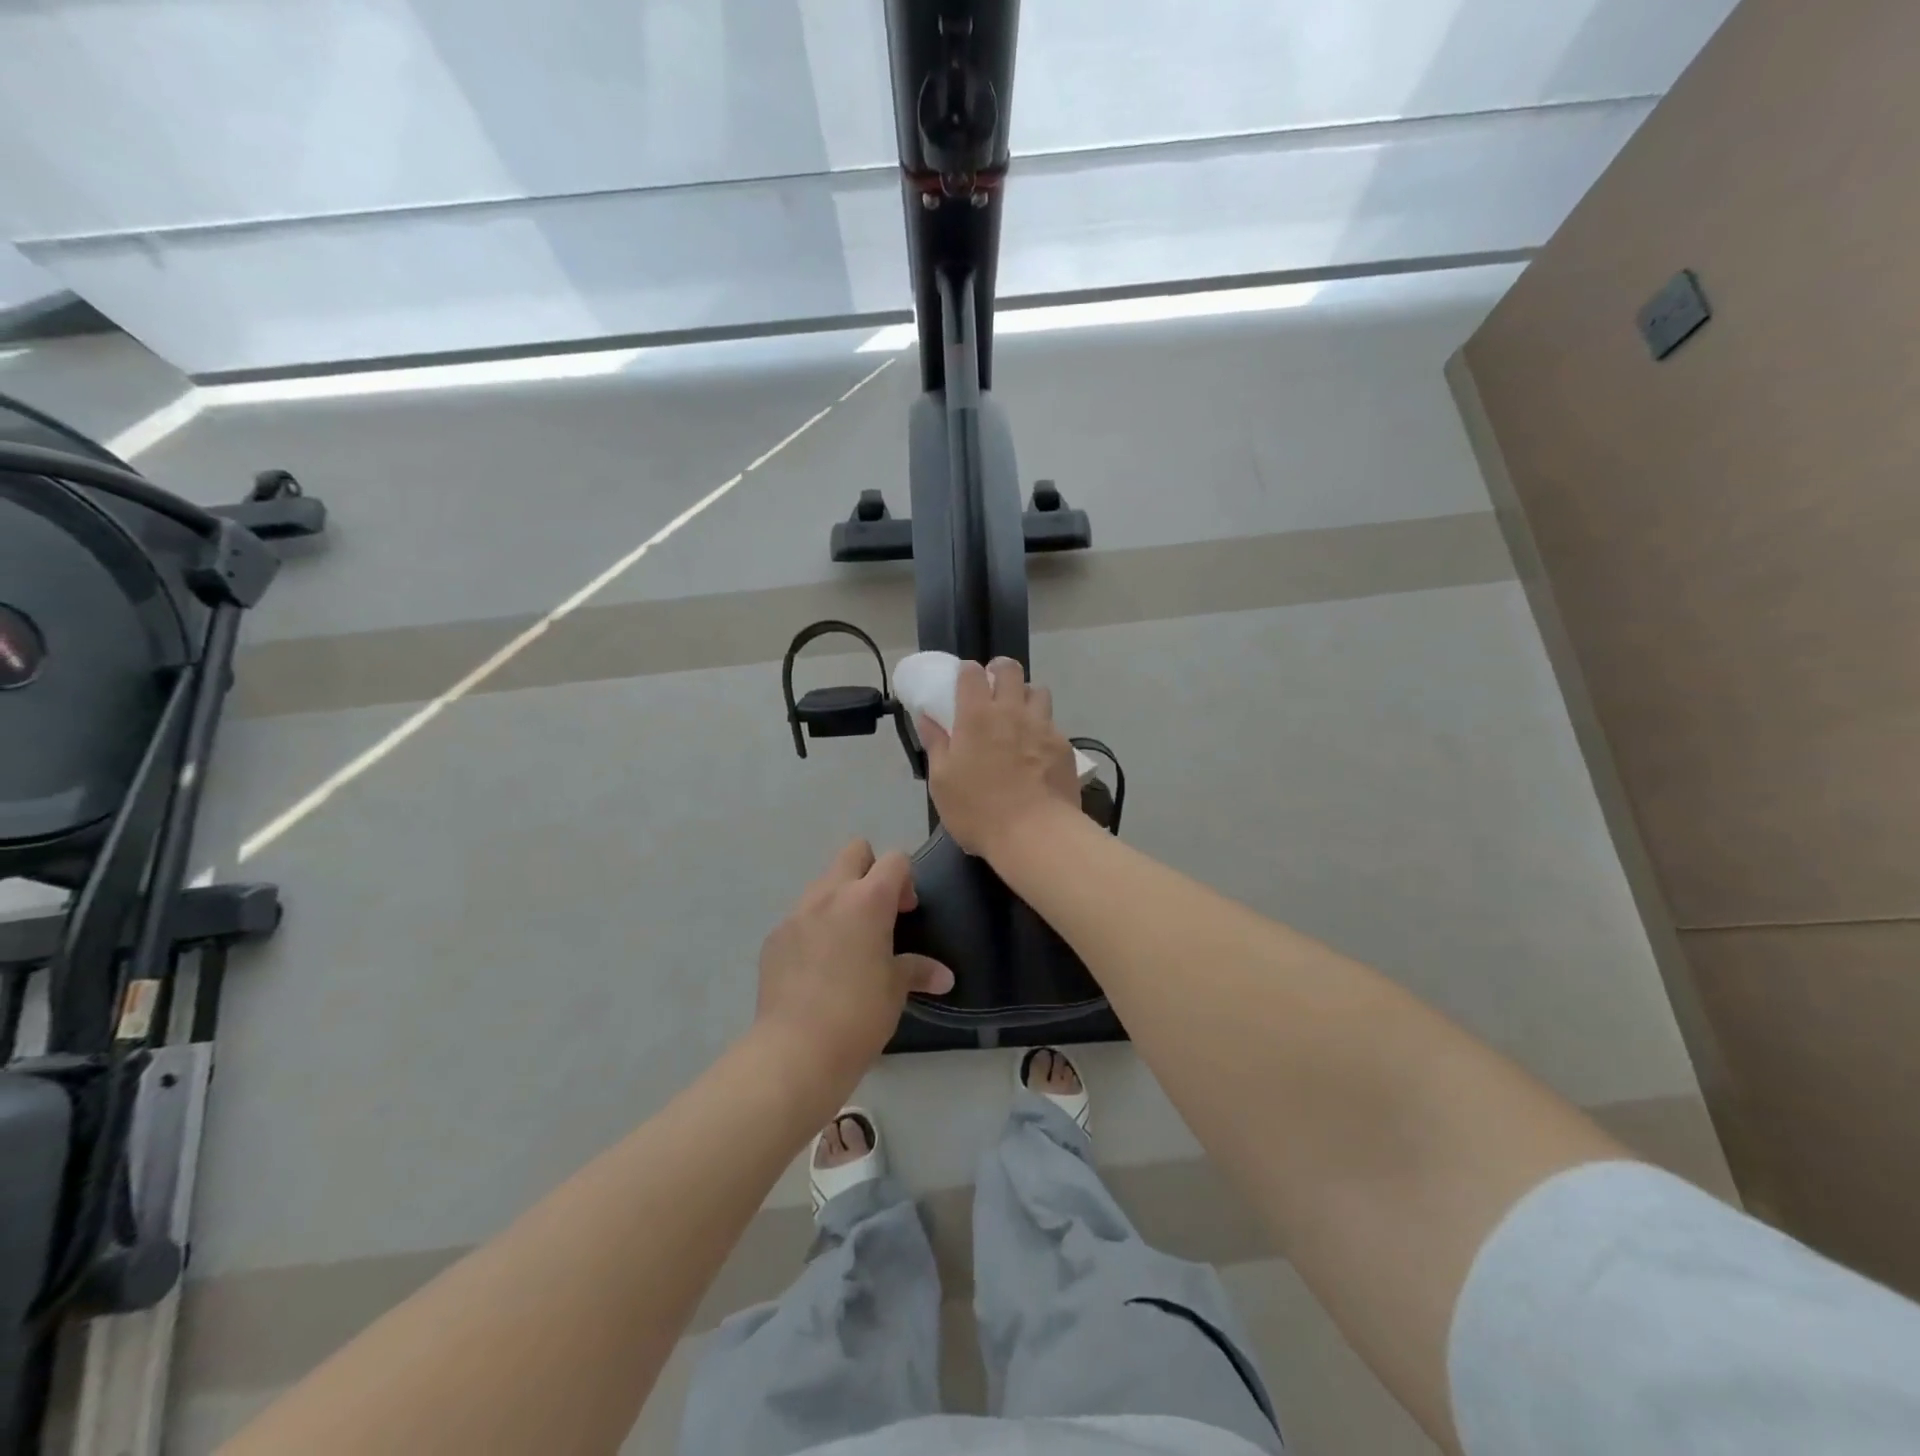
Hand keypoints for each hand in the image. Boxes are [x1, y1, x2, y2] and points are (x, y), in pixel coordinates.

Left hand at [754, 840, 953, 1083]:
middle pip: (854, 852)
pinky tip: (817, 968)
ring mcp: (797, 913)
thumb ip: (918, 971)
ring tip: (847, 944)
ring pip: (823, 884)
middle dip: (870, 871)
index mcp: (867, 900)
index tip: (906, 913)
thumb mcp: (895, 991)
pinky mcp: (774, 937)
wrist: (796, 1050)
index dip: (905, 879)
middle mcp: (830, 895)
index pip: (894, 860)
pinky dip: (814, 928)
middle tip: (878, 914)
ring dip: (840, 900)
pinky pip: (800, 917)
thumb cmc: (859, 1015)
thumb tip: (944, 977)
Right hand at [918, 657, 1080, 859]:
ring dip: (1026, 696)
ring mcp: (1042, 726)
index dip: (967, 672)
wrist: (1035, 834)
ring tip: (1019, 716)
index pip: (972, 673)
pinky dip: (1043, 728)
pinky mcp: (1064, 746)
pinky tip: (1038, 750)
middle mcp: (1012, 711)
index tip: (964, 682)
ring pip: (1038, 691)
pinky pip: (1053, 724)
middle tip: (993, 688)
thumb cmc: (978, 810)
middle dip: (1000, 671)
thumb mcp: (942, 782)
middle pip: (1010, 669)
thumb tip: (926, 718)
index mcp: (976, 715)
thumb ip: (936, 744)